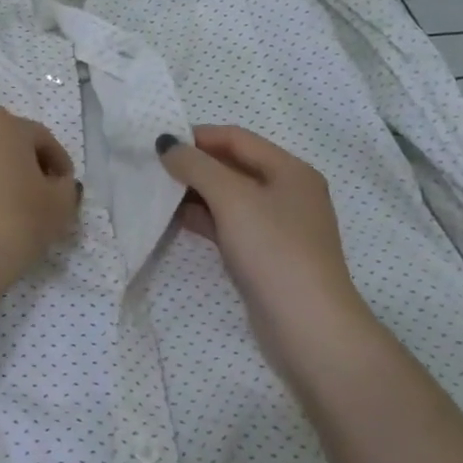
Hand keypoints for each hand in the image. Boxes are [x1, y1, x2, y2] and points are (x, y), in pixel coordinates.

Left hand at [0, 108, 79, 302]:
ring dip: (0, 174)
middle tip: (41, 193)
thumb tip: (56, 183)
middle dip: (27, 163)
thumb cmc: (18, 222)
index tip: (66, 187)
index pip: (42, 138)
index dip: (60, 162)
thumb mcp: (61, 205)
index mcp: (5, 126)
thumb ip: (67, 186)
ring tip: (12, 206)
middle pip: (9, 142)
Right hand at [156, 126, 374, 353]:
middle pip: (233, 166)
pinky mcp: (265, 255)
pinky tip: (176, 220)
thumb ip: (196, 165)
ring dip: (195, 192)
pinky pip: (229, 224)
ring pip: (228, 197)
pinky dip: (204, 218)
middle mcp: (288, 193)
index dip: (197, 136)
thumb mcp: (232, 198)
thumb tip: (166, 143)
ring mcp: (277, 226)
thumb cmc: (273, 249)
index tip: (159, 143)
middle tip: (154, 168)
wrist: (308, 326)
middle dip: (194, 164)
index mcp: (290, 170)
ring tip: (158, 192)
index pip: (236, 138)